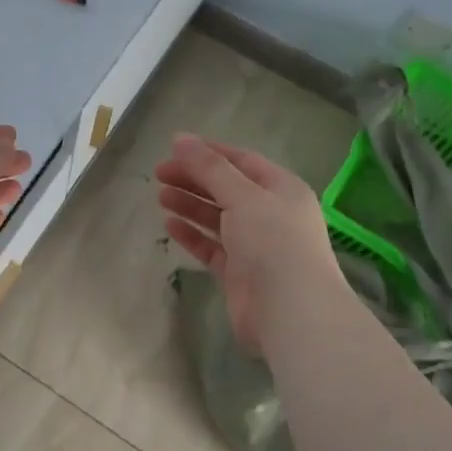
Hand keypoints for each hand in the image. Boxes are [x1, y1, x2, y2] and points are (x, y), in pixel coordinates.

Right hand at [155, 133, 344, 355]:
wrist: (292, 312)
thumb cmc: (273, 242)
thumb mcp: (242, 196)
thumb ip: (210, 168)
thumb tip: (180, 138)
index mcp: (281, 188)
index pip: (241, 161)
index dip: (209, 152)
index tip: (174, 147)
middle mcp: (271, 213)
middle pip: (227, 188)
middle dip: (194, 178)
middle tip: (159, 173)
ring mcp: (255, 245)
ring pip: (217, 217)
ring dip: (190, 205)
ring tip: (160, 196)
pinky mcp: (239, 273)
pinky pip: (212, 247)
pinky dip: (192, 235)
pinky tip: (170, 225)